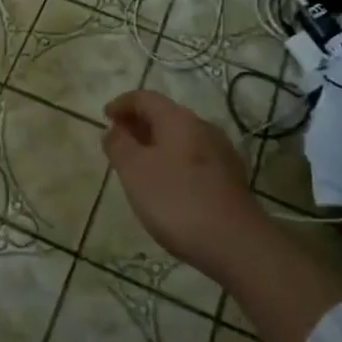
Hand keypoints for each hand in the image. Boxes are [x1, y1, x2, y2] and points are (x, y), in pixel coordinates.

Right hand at [102, 90, 262, 281]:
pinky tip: (166, 184)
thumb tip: (114, 130)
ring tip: (138, 163)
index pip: (145, 98)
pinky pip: (193, 158)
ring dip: (156, 143)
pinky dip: (172, 160)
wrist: (236, 244)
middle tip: (118, 140)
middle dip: (138, 124)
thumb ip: (119, 146)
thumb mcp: (134, 171)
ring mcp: (221, 153)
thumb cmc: (177, 200)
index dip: (122, 104)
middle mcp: (203, 128)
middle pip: (165, 115)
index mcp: (179, 120)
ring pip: (180, 138)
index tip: (105, 117)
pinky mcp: (230, 178)